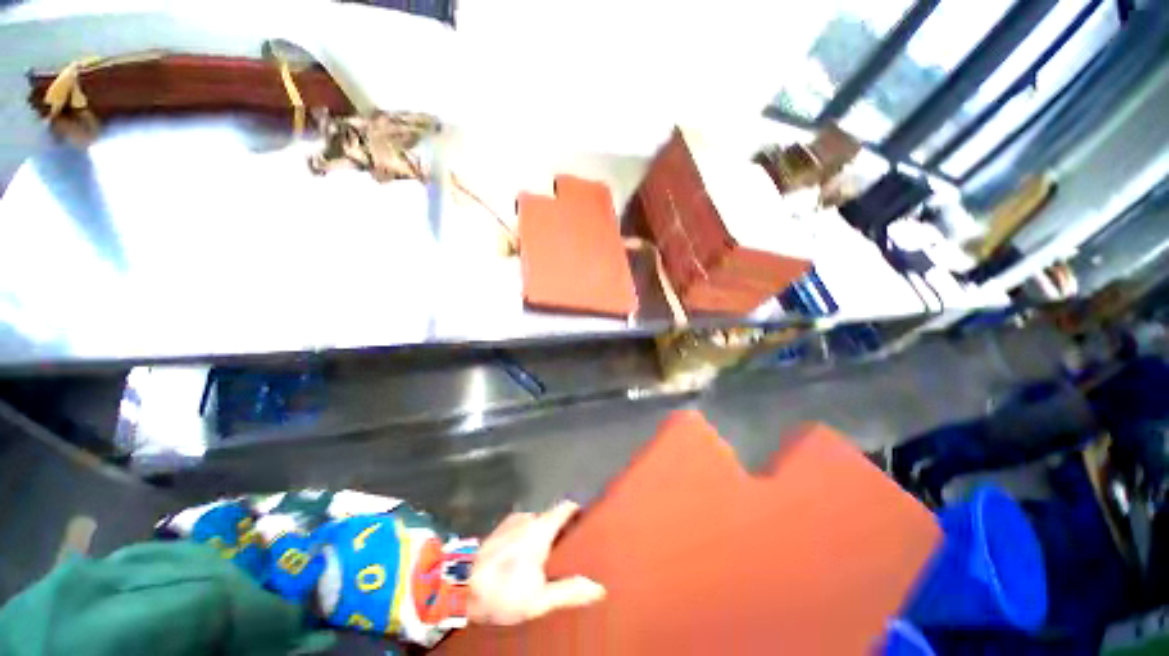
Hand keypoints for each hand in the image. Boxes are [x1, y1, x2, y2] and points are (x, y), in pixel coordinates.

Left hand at [467, 501, 605, 625]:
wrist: (456, 587)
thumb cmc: (501, 591)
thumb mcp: (538, 599)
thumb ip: (569, 590)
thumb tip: (599, 587)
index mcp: (541, 527)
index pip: (567, 506)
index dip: (579, 512)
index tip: (588, 525)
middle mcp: (529, 517)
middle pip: (553, 517)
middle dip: (562, 533)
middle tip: (568, 554)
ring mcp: (512, 521)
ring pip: (537, 524)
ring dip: (543, 537)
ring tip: (545, 561)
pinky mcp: (499, 529)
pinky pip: (522, 529)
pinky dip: (528, 539)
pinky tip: (522, 560)